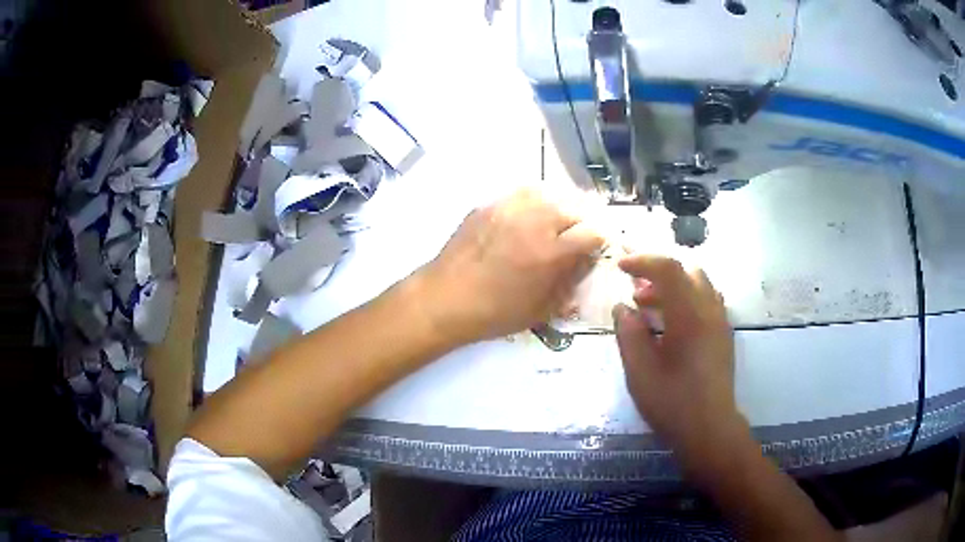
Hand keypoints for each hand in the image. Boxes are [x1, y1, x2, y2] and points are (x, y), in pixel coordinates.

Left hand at [417, 189, 604, 344]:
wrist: (445, 298)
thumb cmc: (495, 312)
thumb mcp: (541, 310)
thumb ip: (569, 285)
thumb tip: (583, 265)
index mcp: (551, 251)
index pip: (592, 232)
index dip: (599, 240)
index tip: (594, 249)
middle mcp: (535, 221)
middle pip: (573, 208)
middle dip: (580, 222)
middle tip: (574, 238)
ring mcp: (509, 208)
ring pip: (548, 194)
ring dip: (558, 207)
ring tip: (553, 223)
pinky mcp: (489, 205)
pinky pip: (521, 194)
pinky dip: (533, 202)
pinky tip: (527, 217)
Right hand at [613, 255, 748, 471]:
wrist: (709, 428)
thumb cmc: (672, 402)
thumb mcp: (640, 372)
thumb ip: (629, 334)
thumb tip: (622, 308)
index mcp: (689, 316)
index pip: (668, 268)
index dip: (642, 260)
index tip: (620, 266)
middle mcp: (710, 310)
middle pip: (687, 270)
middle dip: (658, 273)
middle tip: (636, 294)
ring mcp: (720, 321)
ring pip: (699, 284)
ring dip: (674, 286)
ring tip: (651, 309)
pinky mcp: (724, 334)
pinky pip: (707, 300)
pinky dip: (687, 299)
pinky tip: (673, 324)